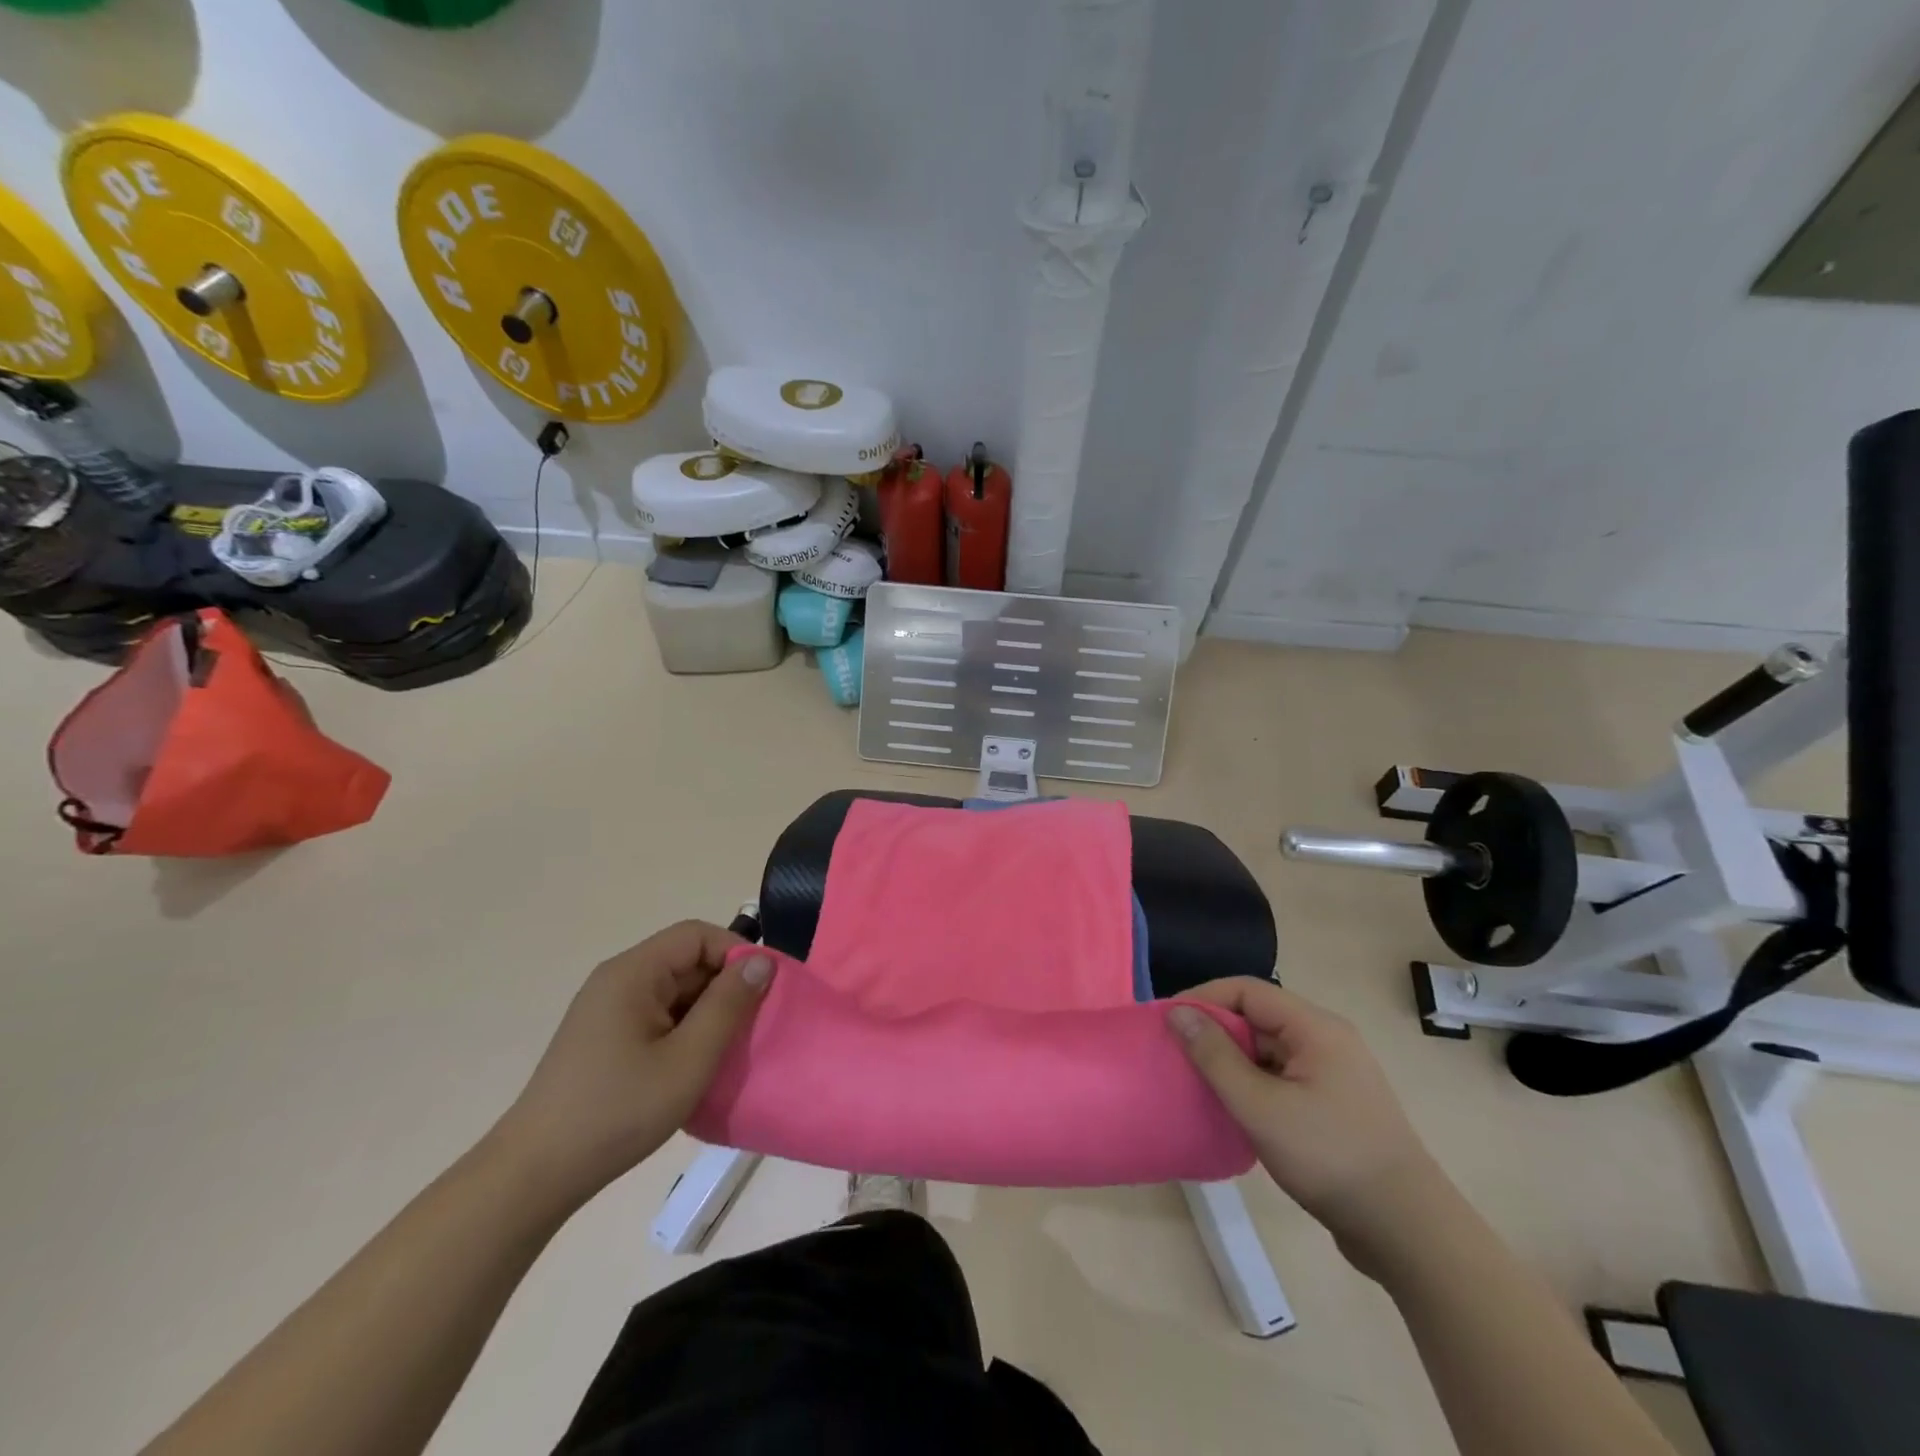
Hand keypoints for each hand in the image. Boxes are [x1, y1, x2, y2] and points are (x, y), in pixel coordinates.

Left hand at [494, 921, 774, 1204]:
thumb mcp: (688, 1059)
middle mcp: (618, 980)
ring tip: (730, 1048)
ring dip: (707, 1011)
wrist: (534, 1175)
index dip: (736, 953)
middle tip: (754, 1024)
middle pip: (686, 960)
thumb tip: (762, 962)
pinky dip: (685, 1029)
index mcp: (633, 973)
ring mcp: (607, 1009)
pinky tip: (696, 1064)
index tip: (765, 989)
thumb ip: (729, 1005)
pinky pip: (658, 1014)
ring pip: (674, 990)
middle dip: (725, 986)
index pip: (697, 935)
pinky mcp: (604, 1037)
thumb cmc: (618, 1111)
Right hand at [1168, 980, 1441, 1262]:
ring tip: (1195, 1081)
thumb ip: (1215, 1057)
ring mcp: (1333, 1074)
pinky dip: (1252, 1084)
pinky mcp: (1333, 1105)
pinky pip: (1281, 1077)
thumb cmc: (1329, 1157)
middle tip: (1175, 1054)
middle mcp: (1326, 1040)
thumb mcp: (1260, 1106)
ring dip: (1231, 1060)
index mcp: (1315, 1028)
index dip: (1203, 999)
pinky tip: (1231, 1109)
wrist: (1408, 1232)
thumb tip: (1177, 1013)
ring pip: (1268, 1049)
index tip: (1166, 1022)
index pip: (1246, 991)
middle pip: (1257, 1017)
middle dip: (1214, 1031)